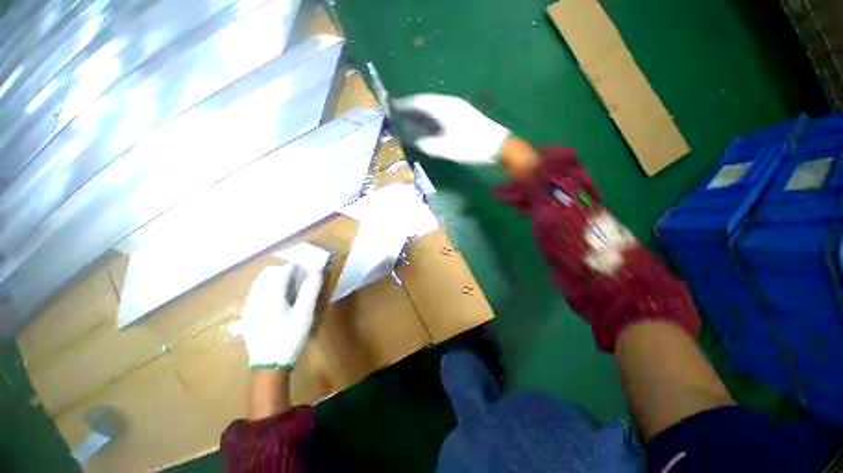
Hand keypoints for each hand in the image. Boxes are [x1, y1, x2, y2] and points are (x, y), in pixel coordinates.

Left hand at [235, 264, 323, 369]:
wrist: (269, 364)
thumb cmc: (290, 337)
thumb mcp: (305, 314)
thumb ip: (310, 291)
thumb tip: (316, 272)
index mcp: (270, 296)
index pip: (282, 271)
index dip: (296, 267)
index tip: (307, 271)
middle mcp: (256, 297)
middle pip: (268, 273)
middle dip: (283, 271)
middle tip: (299, 280)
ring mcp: (249, 306)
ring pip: (260, 282)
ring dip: (275, 279)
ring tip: (289, 289)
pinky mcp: (247, 315)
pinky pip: (256, 293)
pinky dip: (267, 289)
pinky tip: (277, 302)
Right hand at [393, 94, 509, 164]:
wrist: (498, 145)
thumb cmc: (471, 146)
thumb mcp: (447, 149)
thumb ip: (428, 145)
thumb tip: (415, 141)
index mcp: (444, 108)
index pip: (419, 102)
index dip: (404, 104)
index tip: (392, 108)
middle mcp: (450, 102)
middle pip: (425, 101)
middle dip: (411, 107)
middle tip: (399, 116)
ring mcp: (458, 107)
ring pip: (434, 105)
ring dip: (421, 111)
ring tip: (411, 120)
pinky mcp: (463, 113)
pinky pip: (441, 110)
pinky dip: (431, 116)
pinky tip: (429, 124)